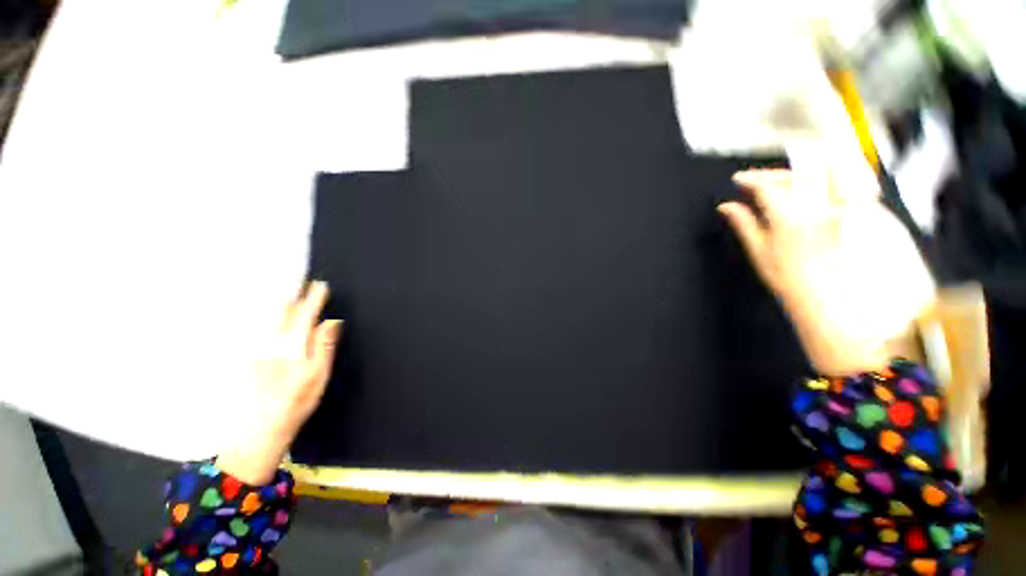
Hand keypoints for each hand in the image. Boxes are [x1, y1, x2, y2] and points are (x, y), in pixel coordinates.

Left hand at [217, 281, 342, 484]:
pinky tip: (280, 317)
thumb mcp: (319, 375)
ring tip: (295, 294)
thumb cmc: (297, 401)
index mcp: (291, 347)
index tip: (321, 284)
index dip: (314, 299)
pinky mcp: (253, 355)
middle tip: (306, 284)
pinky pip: (265, 328)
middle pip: (283, 311)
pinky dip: (276, 317)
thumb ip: (325, 345)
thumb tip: (331, 321)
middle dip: (296, 295)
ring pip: (272, 317)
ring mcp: (259, 348)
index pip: (304, 315)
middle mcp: (271, 343)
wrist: (262, 426)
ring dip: (285, 303)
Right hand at [718, 169, 934, 374]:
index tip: (740, 180)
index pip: (767, 187)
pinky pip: (854, 182)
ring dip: (806, 169)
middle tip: (763, 182)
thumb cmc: (796, 286)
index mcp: (790, 221)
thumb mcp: (763, 258)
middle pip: (798, 173)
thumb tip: (727, 207)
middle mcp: (823, 208)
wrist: (848, 308)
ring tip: (793, 179)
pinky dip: (836, 178)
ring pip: (829, 170)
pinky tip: (825, 188)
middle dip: (775, 173)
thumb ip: (745, 226)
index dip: (750, 179)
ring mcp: (852, 207)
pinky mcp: (873, 209)